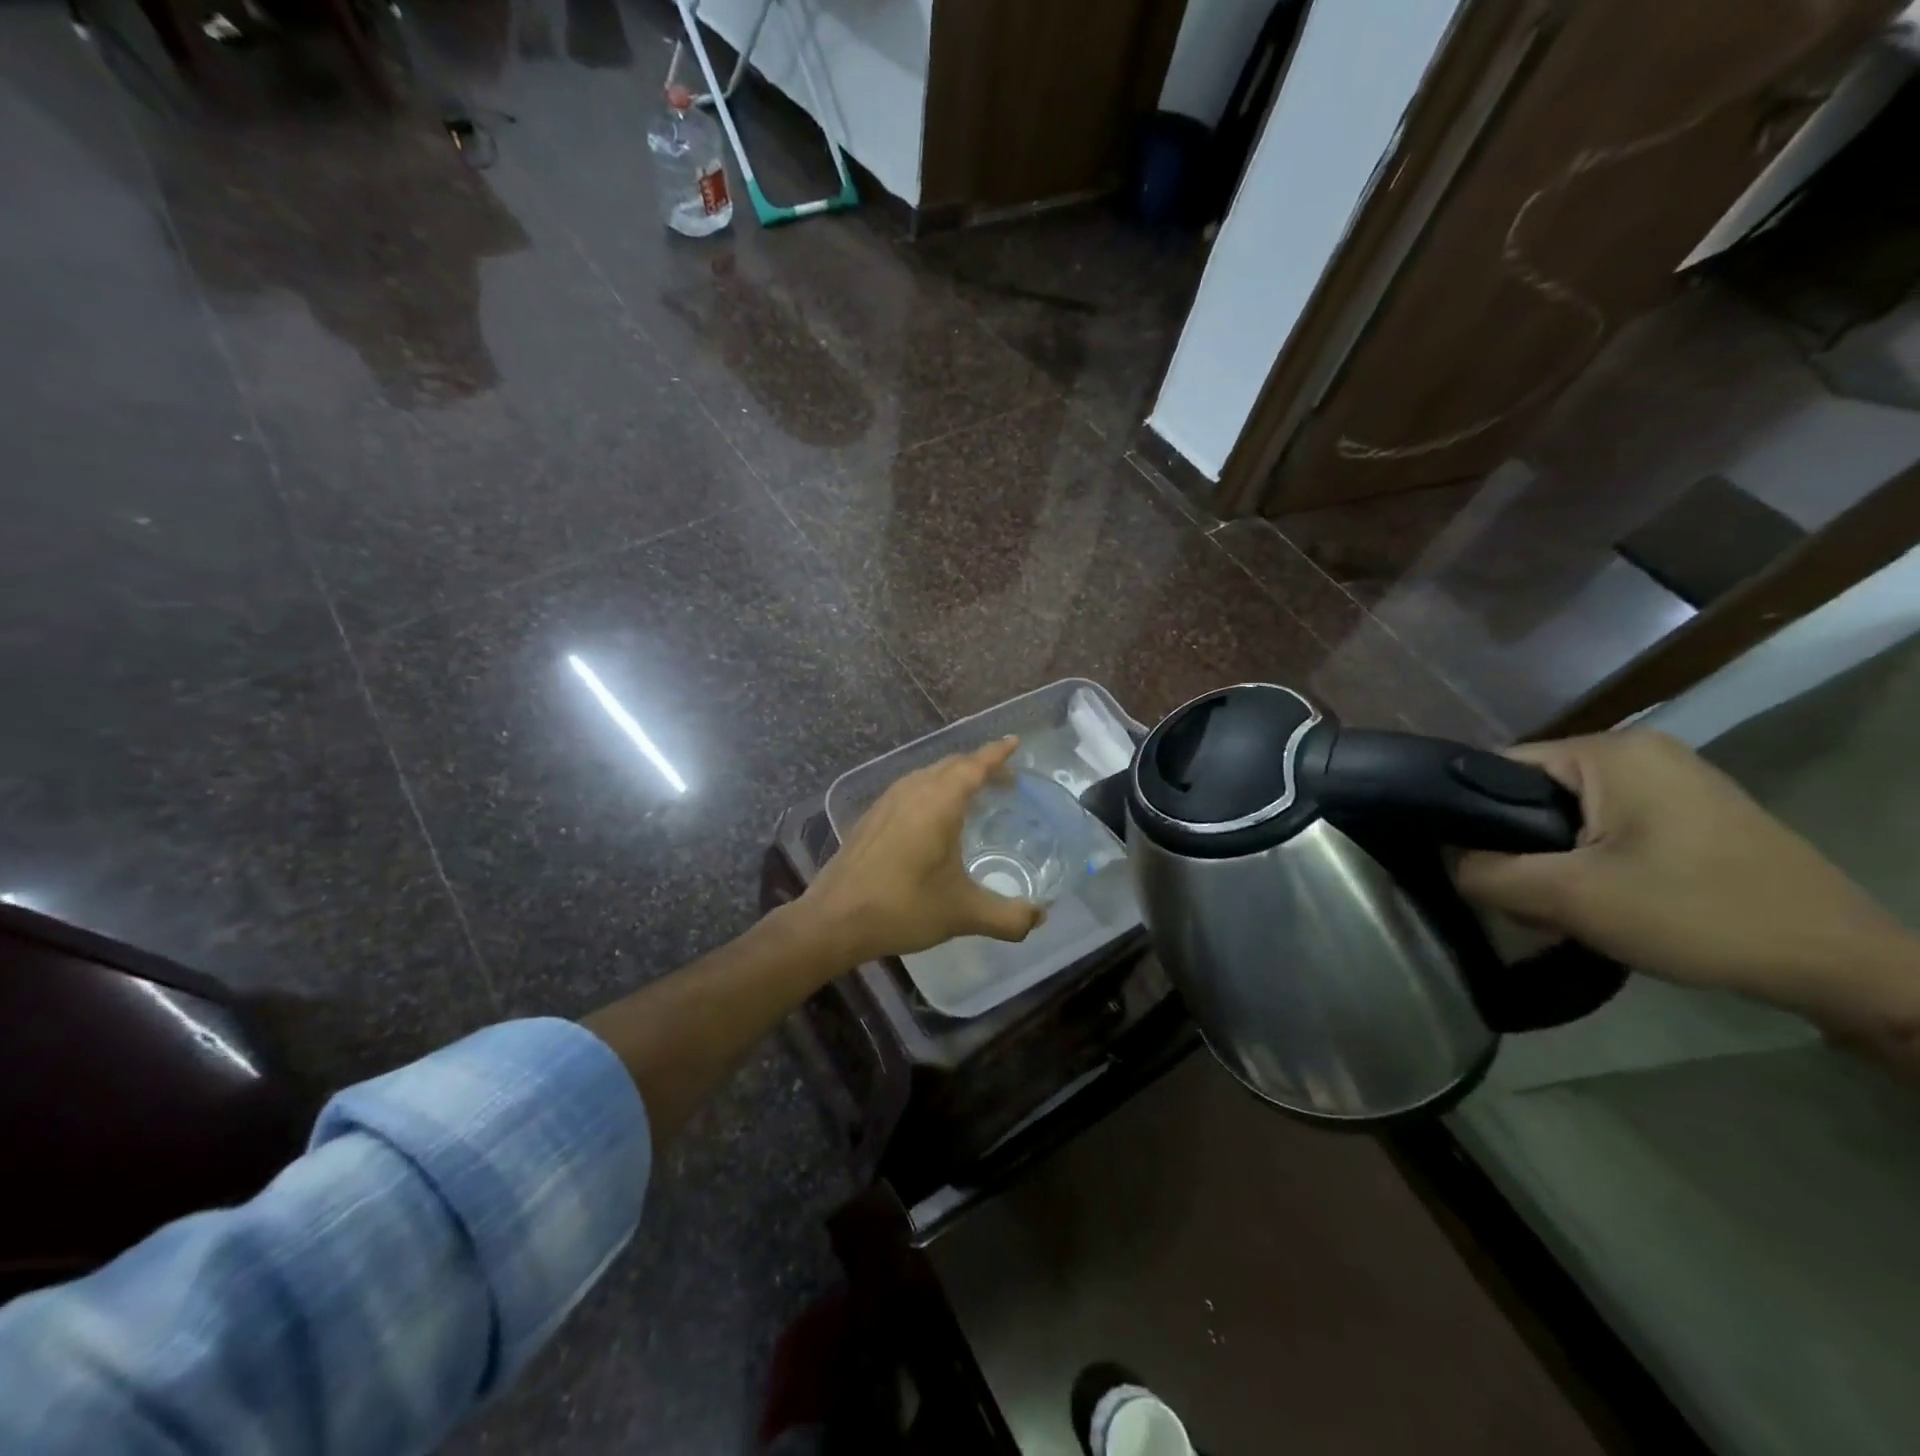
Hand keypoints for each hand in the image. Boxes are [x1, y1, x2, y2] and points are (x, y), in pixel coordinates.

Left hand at [800, 737, 1045, 967]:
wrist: (834, 919)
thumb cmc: (903, 907)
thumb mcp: (963, 913)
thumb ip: (1008, 917)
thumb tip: (1040, 918)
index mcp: (939, 802)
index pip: (975, 765)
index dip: (997, 753)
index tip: (1015, 742)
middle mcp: (913, 791)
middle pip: (952, 765)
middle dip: (980, 766)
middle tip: (1005, 781)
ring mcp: (887, 801)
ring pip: (928, 775)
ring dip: (954, 777)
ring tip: (973, 795)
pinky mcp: (871, 817)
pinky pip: (911, 789)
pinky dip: (932, 790)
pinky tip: (933, 818)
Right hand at [1455, 730, 1914, 1014]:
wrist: (1843, 966)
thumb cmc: (1697, 914)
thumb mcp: (1570, 897)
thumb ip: (1486, 873)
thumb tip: (1448, 863)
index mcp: (1609, 751)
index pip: (1497, 770)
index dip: (1468, 818)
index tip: (1468, 868)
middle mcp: (1639, 752)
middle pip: (1532, 795)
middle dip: (1515, 848)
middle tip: (1517, 900)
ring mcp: (1672, 782)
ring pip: (1567, 817)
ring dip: (1550, 862)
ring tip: (1556, 908)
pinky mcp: (1691, 817)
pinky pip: (1606, 829)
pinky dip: (1587, 864)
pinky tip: (1597, 902)